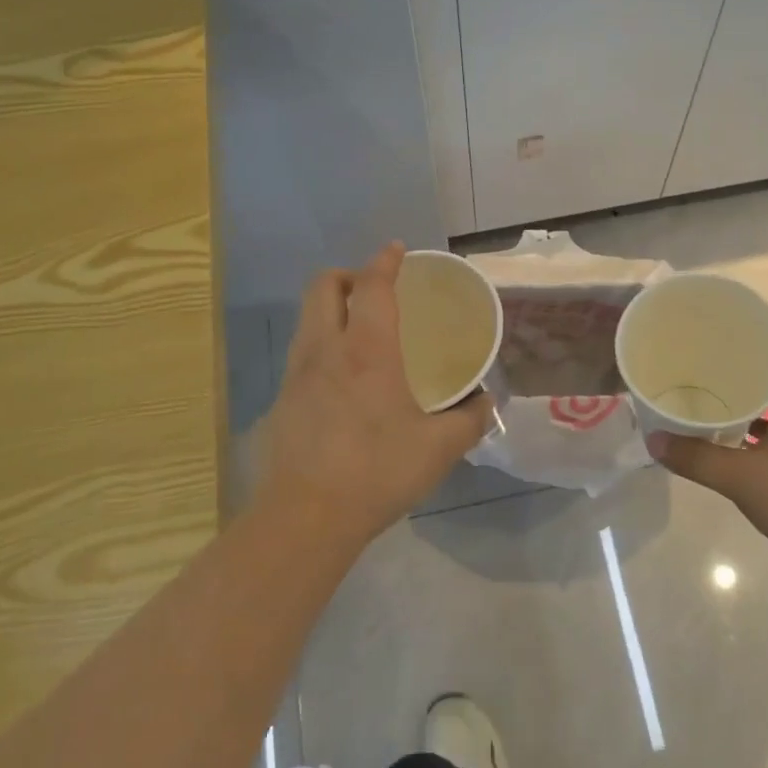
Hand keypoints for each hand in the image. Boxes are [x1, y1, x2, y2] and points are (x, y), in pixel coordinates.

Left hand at [250, 243, 494, 549]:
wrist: (305, 517)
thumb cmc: (378, 471)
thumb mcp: (439, 449)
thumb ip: (470, 420)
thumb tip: (486, 402)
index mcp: (367, 350)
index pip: (372, 286)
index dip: (385, 261)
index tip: (397, 250)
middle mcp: (326, 349)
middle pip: (323, 286)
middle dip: (348, 275)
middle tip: (374, 291)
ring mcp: (296, 373)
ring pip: (306, 317)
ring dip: (331, 308)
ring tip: (359, 331)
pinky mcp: (281, 400)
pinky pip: (301, 353)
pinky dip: (321, 345)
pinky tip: (341, 380)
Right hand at [648, 325, 767, 583]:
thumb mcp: (744, 480)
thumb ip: (697, 459)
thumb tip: (653, 441)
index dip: (758, 323)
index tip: (721, 322)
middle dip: (743, 356)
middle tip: (702, 354)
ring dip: (750, 392)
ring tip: (708, 388)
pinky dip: (759, 422)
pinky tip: (731, 434)